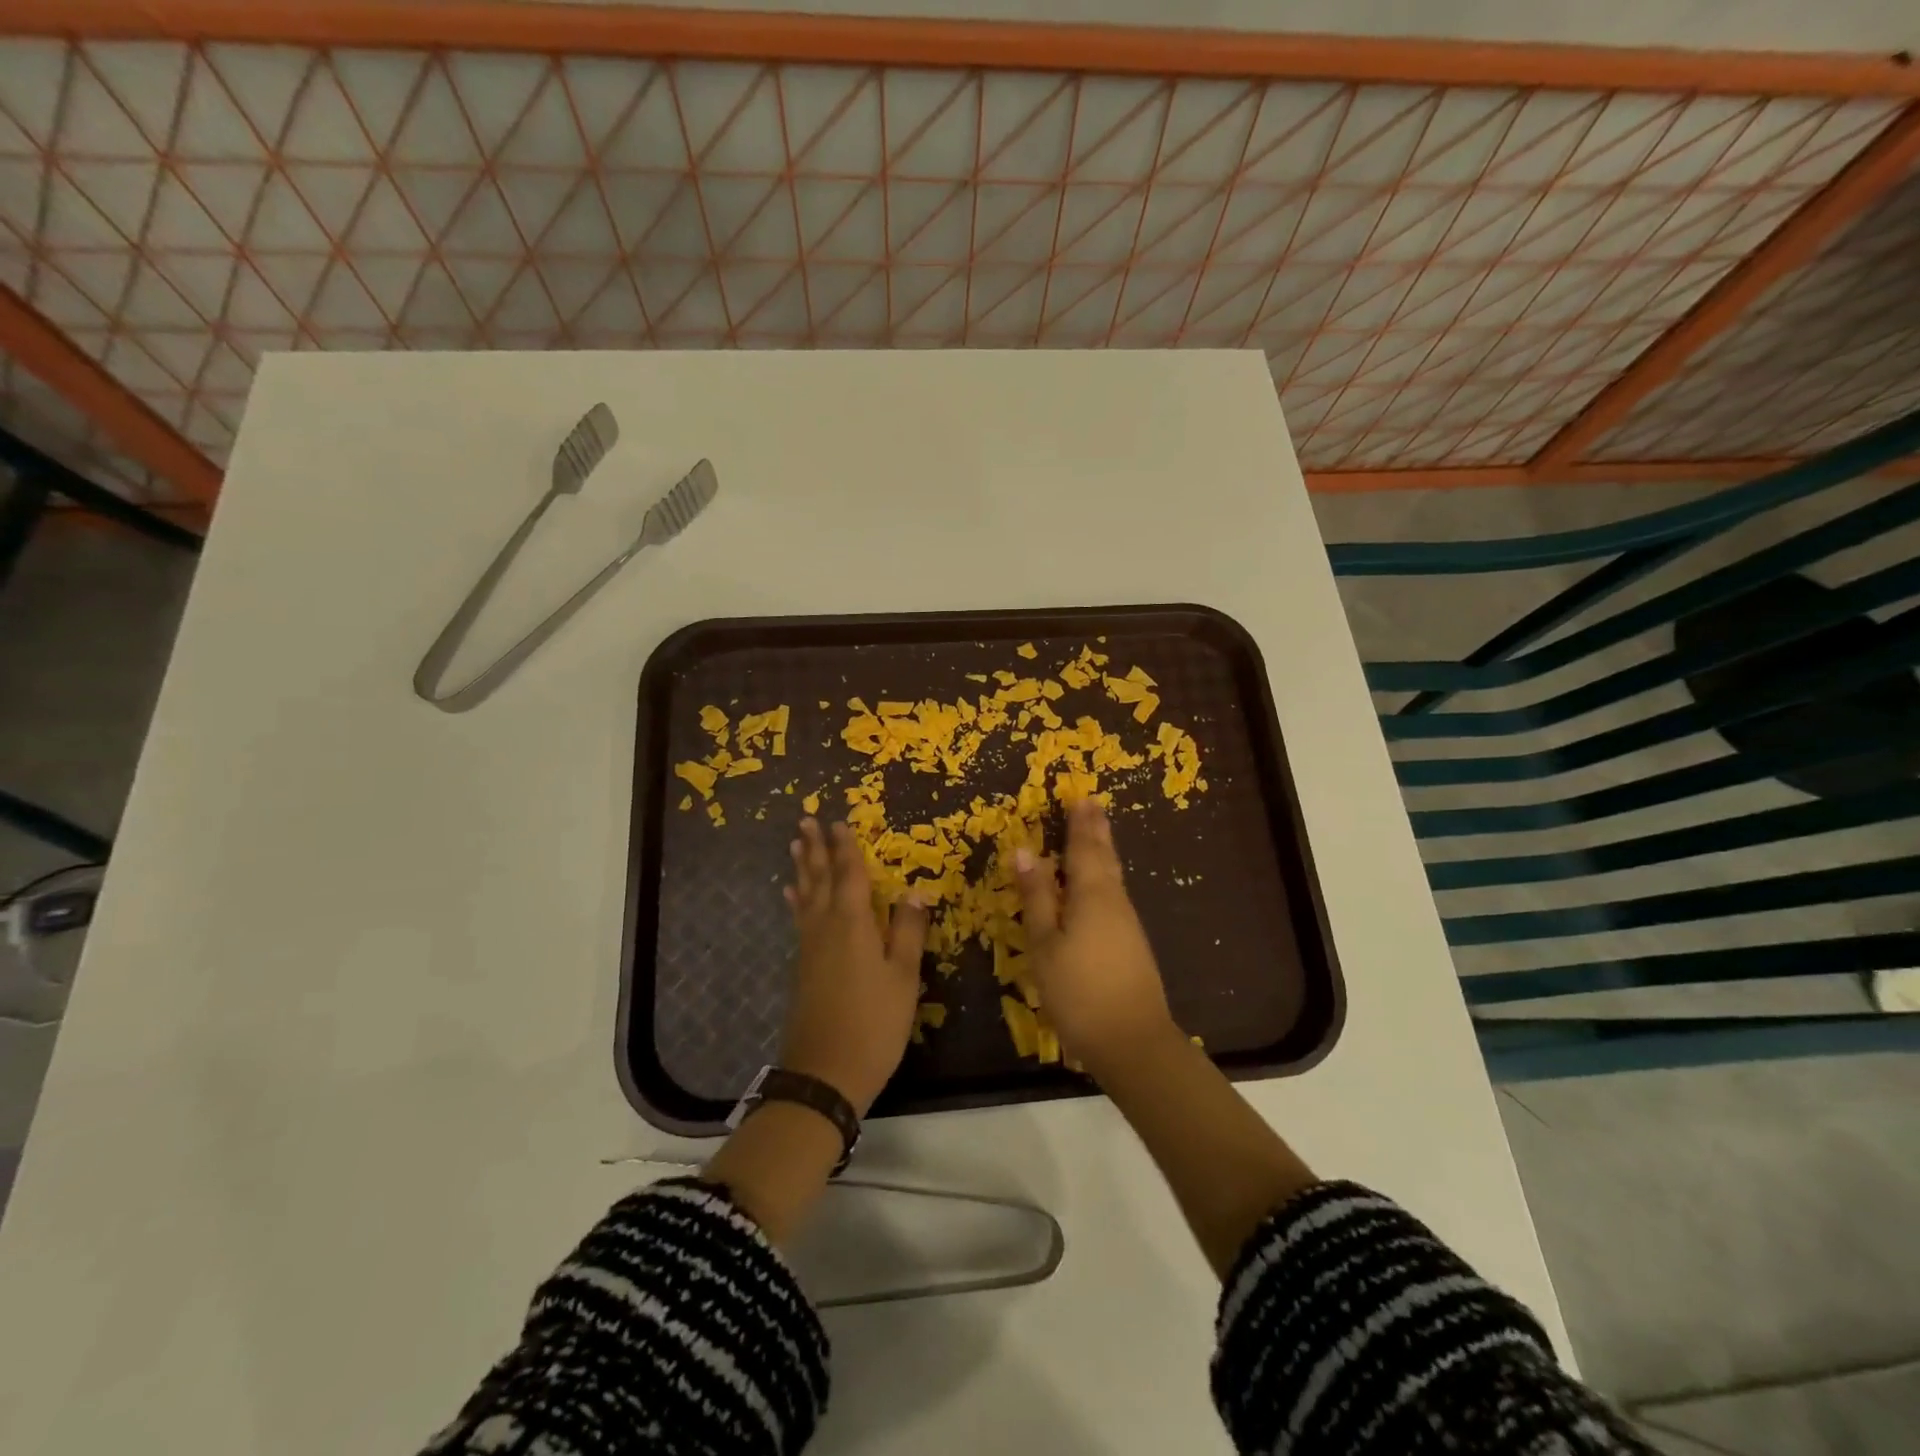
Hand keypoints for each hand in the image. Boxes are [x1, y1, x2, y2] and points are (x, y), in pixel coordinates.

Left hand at [780, 819, 929, 1115]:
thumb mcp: (904, 978)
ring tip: (796, 845)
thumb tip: (916, 892)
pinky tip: (791, 896)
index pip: (850, 875)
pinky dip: (796, 901)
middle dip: (816, 848)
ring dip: (803, 869)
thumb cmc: (874, 1023)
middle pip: (820, 879)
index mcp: (853, 924)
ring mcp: (810, 948)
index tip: (838, 821)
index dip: (846, 848)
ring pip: (805, 896)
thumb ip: (909, 932)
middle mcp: (826, 927)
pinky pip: (799, 919)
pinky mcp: (802, 967)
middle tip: (806, 819)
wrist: (825, 1074)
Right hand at [1014, 798, 1175, 1078]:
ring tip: (1096, 833)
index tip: (1080, 796)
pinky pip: (1115, 895)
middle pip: (1104, 857)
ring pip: (1112, 876)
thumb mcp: (1045, 944)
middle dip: (1096, 830)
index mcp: (1091, 895)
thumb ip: (1036, 896)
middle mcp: (1114, 901)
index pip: (1083, 848)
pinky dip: (1105, 877)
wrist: (1132, 1041)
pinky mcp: (1132, 944)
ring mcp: (1127, 923)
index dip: (1080, 823)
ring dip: (1103, 851)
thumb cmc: (1078, 990)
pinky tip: (1100, 884)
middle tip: (1093, 804)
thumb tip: (1024, 850)